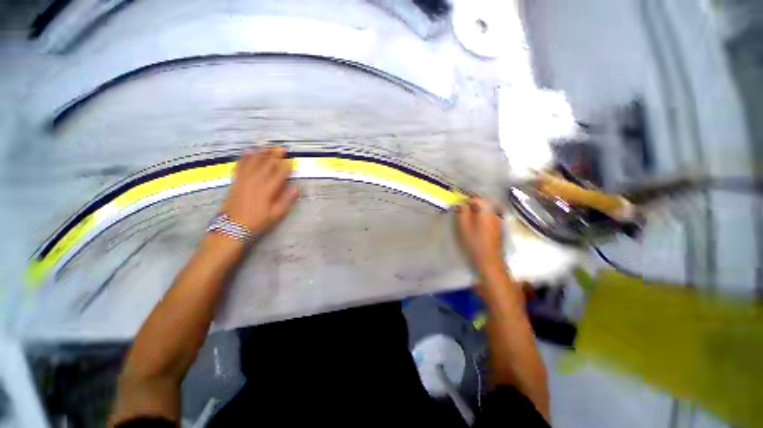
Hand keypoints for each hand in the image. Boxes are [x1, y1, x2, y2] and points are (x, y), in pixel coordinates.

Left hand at [221, 147, 298, 233]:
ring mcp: (244, 180)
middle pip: (266, 164)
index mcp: (268, 190)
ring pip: (253, 162)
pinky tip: (248, 152)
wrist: (232, 228)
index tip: (291, 159)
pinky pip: (240, 165)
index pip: (279, 173)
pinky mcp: (235, 181)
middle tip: (281, 148)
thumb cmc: (257, 222)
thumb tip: (296, 188)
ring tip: (267, 146)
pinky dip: (245, 157)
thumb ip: (286, 200)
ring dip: (261, 153)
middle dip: (275, 155)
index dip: (286, 165)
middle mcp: (256, 181)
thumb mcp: (276, 214)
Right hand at [456, 197, 506, 275]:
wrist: (489, 260)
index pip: (477, 198)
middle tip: (461, 208)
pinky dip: (481, 216)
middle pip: (483, 203)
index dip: (467, 198)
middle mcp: (495, 213)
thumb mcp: (464, 227)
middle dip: (472, 204)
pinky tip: (475, 223)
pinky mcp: (498, 227)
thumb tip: (460, 204)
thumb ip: (462, 213)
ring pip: (486, 210)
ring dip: (477, 210)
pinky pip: (489, 216)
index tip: (458, 201)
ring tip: (467, 215)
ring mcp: (498, 220)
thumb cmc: (475, 243)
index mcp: (486, 211)